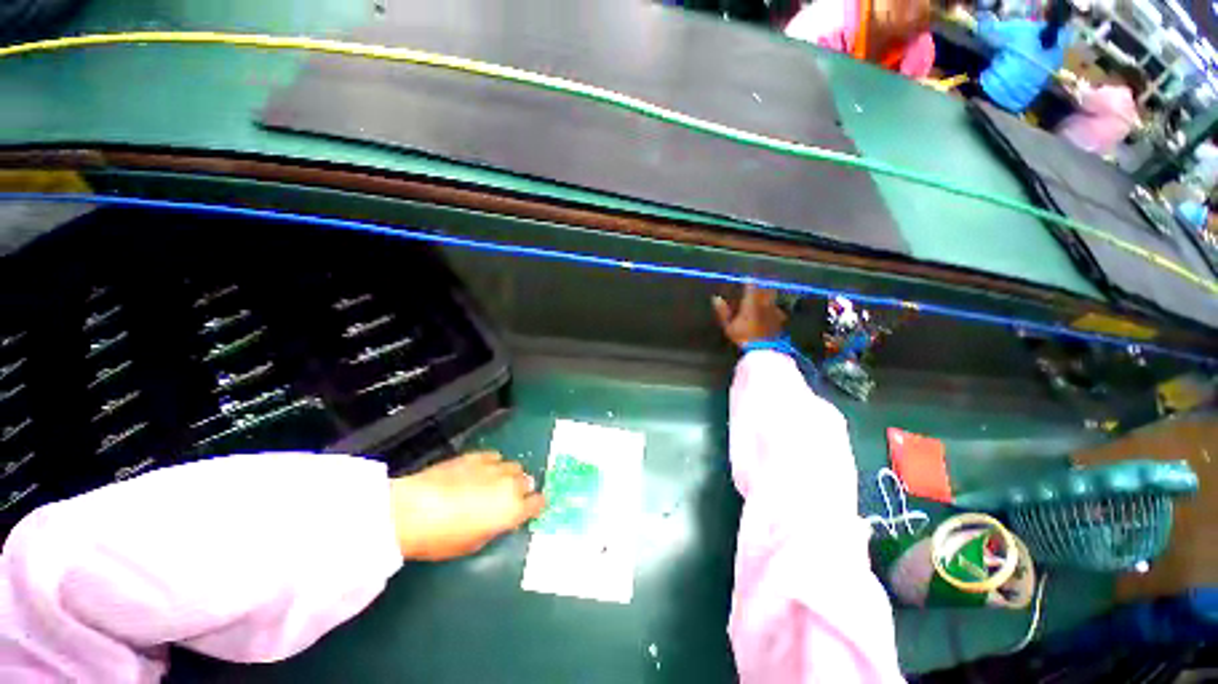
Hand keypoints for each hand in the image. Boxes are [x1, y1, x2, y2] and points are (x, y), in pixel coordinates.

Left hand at [390, 451, 544, 560]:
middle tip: (509, 498)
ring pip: (514, 466)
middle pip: (528, 481)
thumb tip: (498, 520)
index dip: (536, 506)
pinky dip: (493, 464)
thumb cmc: (442, 537)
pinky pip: (495, 457)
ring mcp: (494, 468)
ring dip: (510, 475)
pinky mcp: (477, 456)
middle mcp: (510, 485)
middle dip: (522, 489)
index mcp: (512, 510)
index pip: (538, 503)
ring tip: (495, 483)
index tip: (531, 508)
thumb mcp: (473, 543)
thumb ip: (494, 528)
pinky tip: (481, 471)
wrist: (413, 510)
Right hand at [712, 284, 787, 348]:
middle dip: (760, 283)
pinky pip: (777, 307)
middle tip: (756, 282)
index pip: (751, 285)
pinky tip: (770, 310)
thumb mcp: (729, 327)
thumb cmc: (743, 338)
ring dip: (768, 293)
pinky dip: (772, 306)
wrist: (764, 350)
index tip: (745, 278)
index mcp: (752, 302)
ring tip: (763, 294)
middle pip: (764, 287)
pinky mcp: (781, 319)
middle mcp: (765, 302)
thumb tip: (716, 298)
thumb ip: (723, 312)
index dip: (748, 280)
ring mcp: (775, 310)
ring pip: (772, 296)